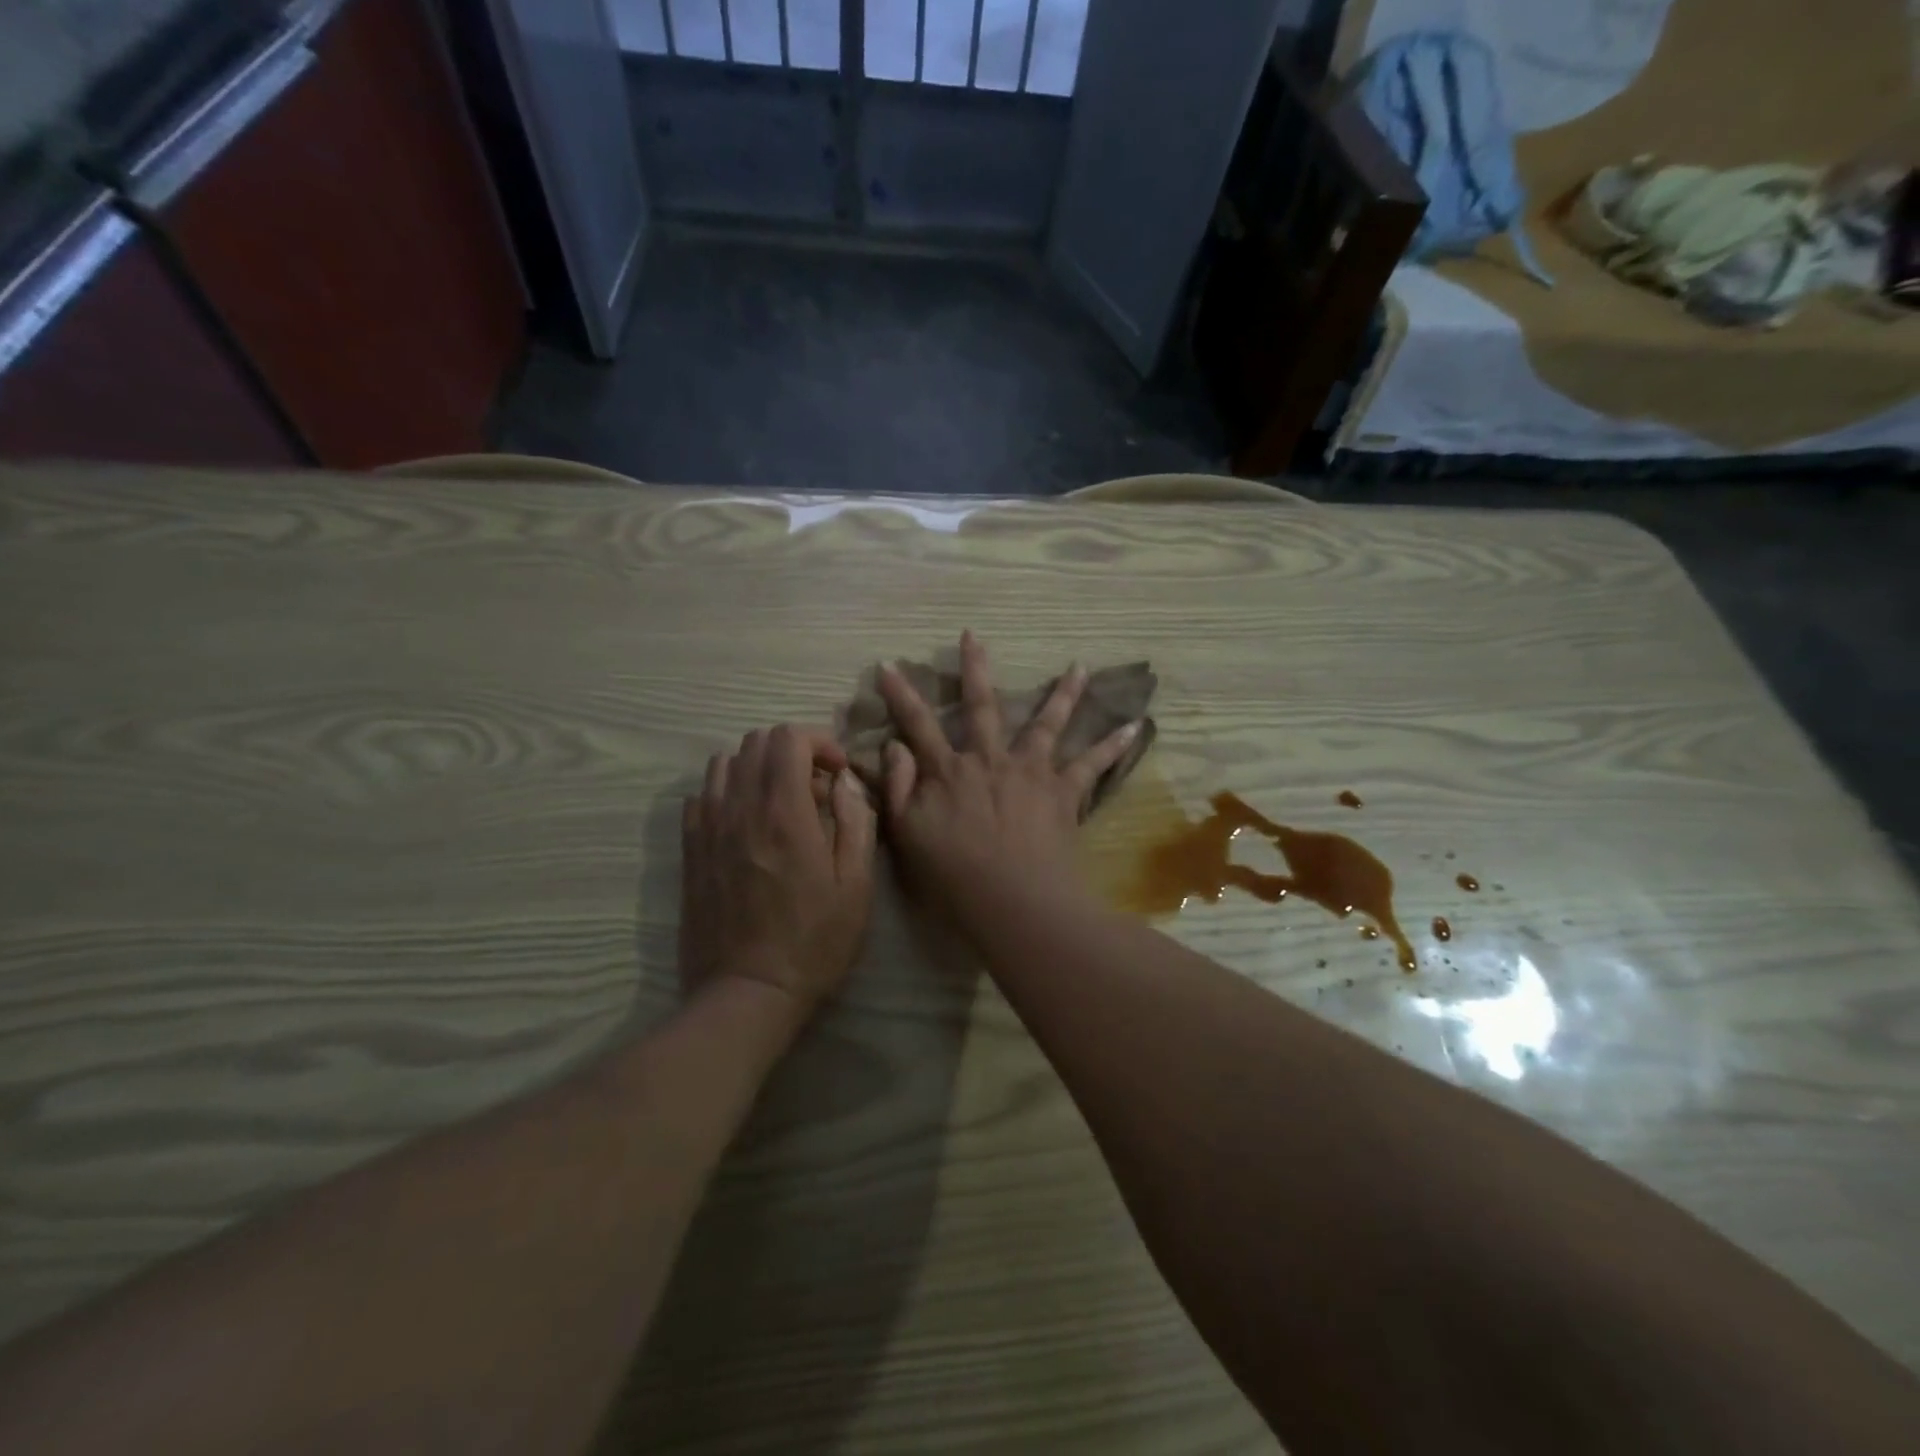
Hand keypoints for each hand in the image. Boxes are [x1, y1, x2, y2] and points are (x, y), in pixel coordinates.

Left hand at [680, 725, 876, 1023]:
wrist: (747, 993)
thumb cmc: (813, 943)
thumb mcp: (856, 886)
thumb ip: (855, 822)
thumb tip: (845, 782)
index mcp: (784, 814)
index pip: (788, 738)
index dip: (819, 742)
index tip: (837, 773)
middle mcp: (739, 809)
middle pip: (755, 742)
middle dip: (792, 752)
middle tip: (815, 790)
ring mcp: (708, 829)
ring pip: (724, 764)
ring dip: (757, 769)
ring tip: (780, 803)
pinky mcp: (690, 850)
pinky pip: (702, 796)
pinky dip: (727, 793)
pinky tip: (747, 824)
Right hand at [877, 632, 1138, 918]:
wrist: (1014, 900)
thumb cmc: (954, 874)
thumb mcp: (907, 834)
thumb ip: (897, 788)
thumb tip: (894, 747)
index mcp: (949, 771)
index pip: (918, 725)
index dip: (901, 695)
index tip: (888, 664)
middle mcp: (990, 760)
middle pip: (981, 706)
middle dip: (974, 668)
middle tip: (973, 636)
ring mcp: (1031, 772)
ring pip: (1046, 723)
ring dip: (1062, 693)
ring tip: (1079, 666)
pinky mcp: (1064, 792)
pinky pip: (1092, 764)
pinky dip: (1113, 745)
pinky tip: (1135, 726)